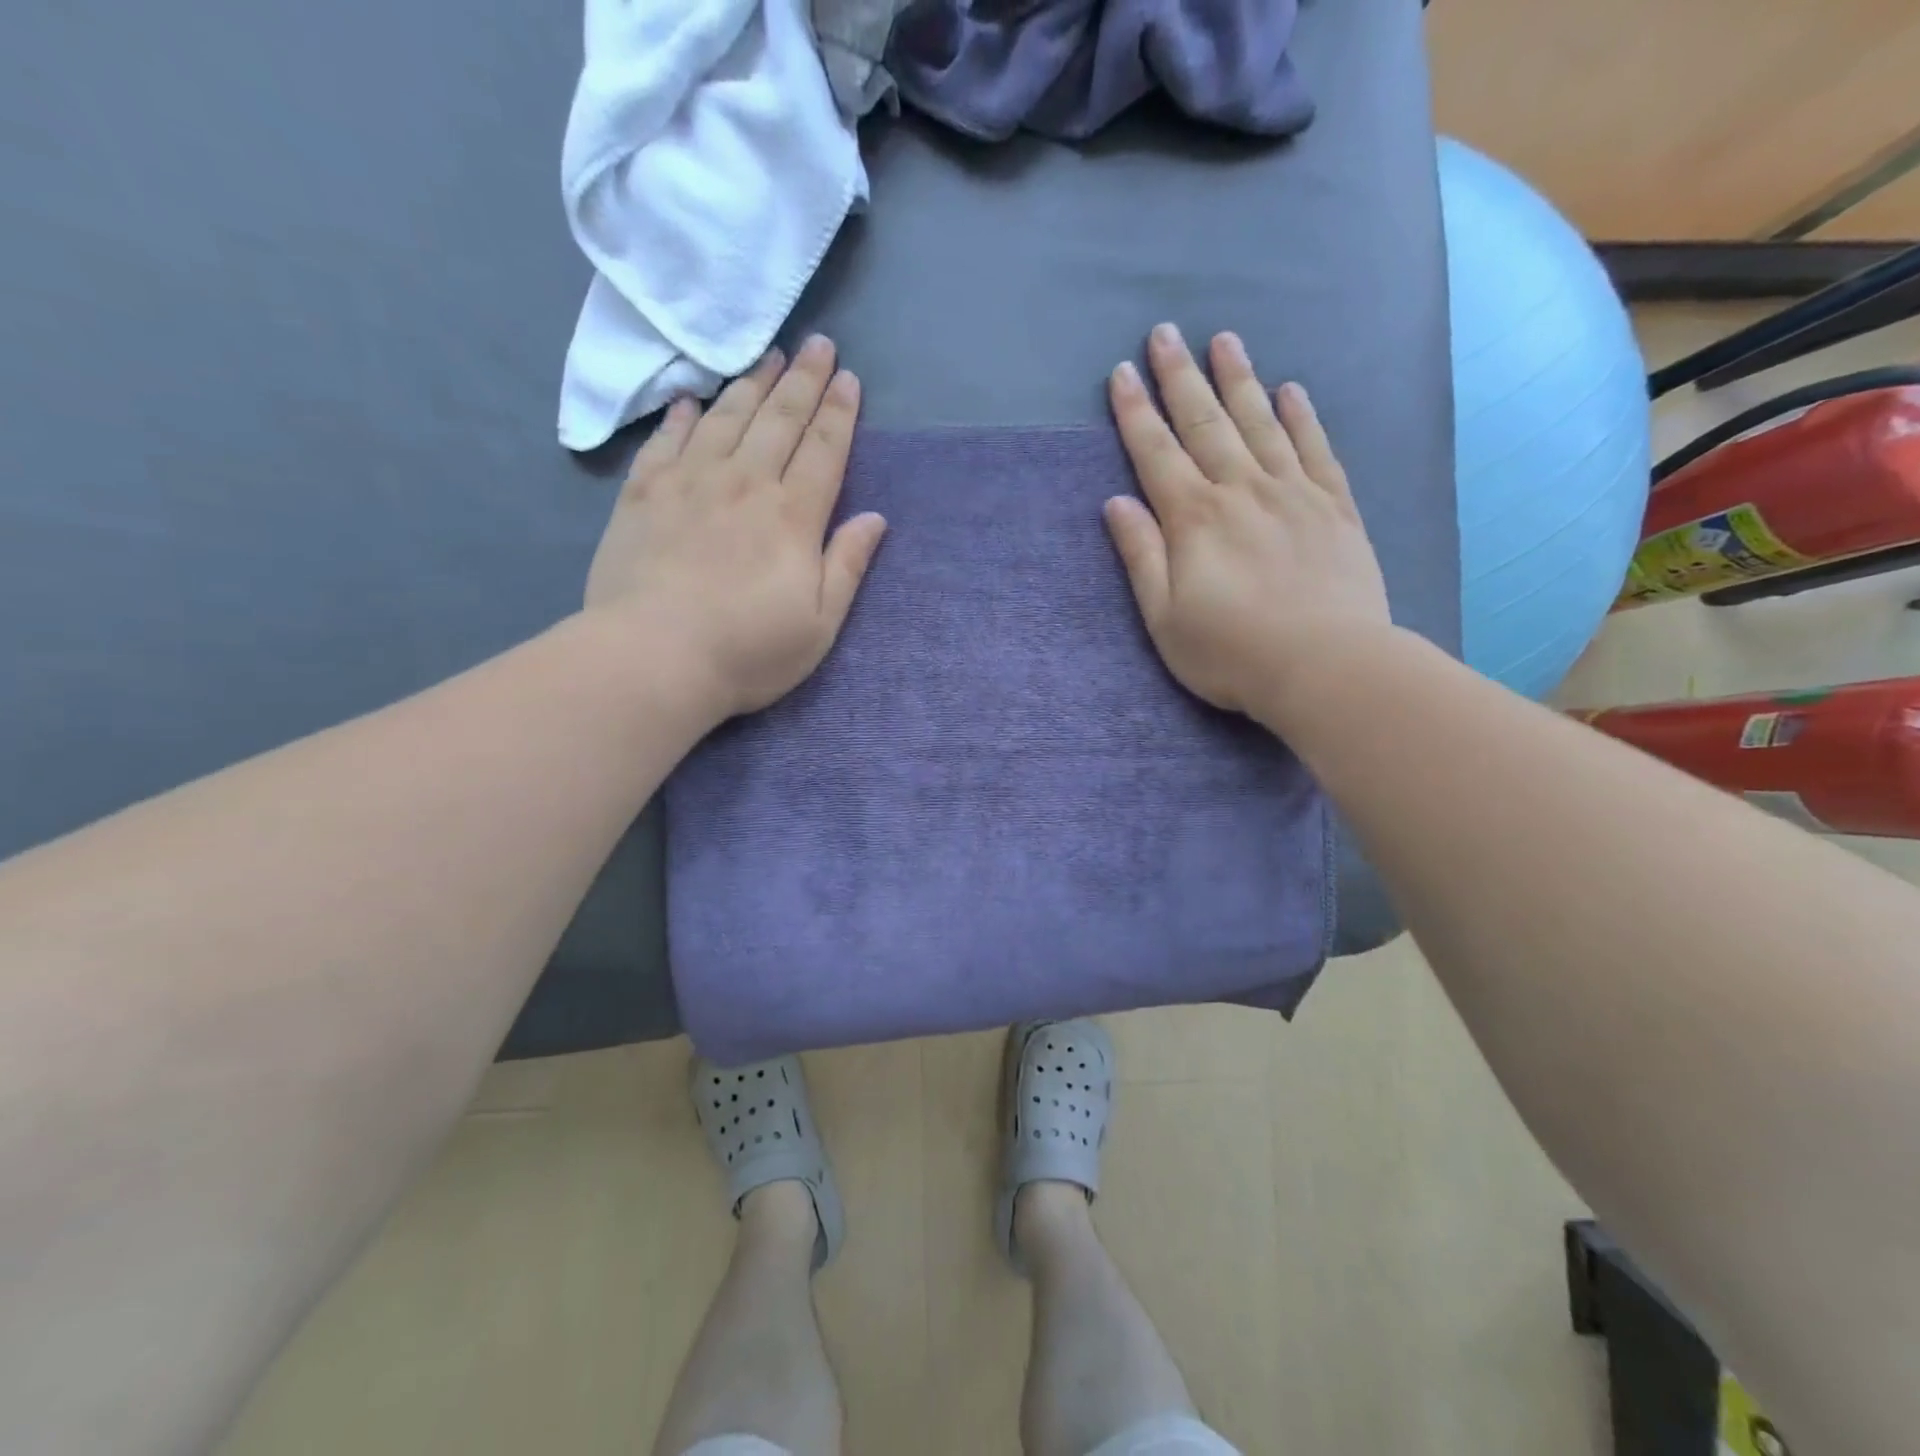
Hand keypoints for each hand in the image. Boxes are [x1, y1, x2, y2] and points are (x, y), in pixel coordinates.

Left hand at [584, 336, 886, 719]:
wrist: (653, 658)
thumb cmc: (748, 650)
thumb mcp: (818, 624)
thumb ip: (847, 566)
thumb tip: (874, 519)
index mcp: (792, 517)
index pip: (823, 450)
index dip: (839, 412)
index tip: (849, 379)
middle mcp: (744, 484)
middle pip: (779, 420)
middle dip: (803, 380)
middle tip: (817, 344)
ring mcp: (689, 483)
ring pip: (726, 418)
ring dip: (751, 384)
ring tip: (768, 355)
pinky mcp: (643, 495)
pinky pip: (666, 441)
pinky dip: (682, 417)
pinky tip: (691, 400)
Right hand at [1103, 323, 1390, 717]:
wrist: (1326, 667)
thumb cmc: (1230, 652)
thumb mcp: (1165, 618)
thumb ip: (1141, 556)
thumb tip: (1116, 503)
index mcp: (1194, 519)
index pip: (1157, 454)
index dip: (1136, 413)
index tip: (1121, 374)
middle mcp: (1241, 491)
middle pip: (1206, 424)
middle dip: (1180, 378)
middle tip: (1165, 333)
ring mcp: (1293, 494)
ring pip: (1260, 424)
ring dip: (1238, 380)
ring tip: (1224, 340)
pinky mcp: (1335, 508)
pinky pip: (1315, 449)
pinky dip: (1302, 417)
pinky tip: (1292, 390)